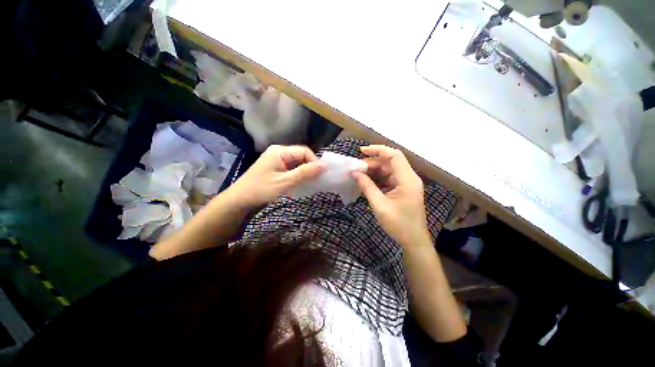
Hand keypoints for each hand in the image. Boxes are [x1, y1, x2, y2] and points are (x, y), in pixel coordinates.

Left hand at [227, 145, 324, 208]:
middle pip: (301, 156)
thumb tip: (324, 165)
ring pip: (297, 163)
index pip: (304, 151)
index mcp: (280, 151)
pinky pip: (292, 169)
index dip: (314, 161)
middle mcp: (279, 152)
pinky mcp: (276, 168)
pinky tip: (301, 184)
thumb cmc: (261, 189)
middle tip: (317, 180)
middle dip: (310, 168)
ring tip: (311, 183)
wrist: (239, 200)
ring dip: (305, 173)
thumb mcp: (285, 182)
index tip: (321, 175)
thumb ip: (305, 173)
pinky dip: (298, 176)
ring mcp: (277, 160)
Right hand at [352, 145, 429, 246]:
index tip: (361, 151)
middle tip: (356, 168)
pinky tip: (366, 182)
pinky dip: (377, 179)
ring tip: (358, 175)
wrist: (414, 241)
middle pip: (390, 162)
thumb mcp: (379, 205)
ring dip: (374, 171)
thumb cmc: (398, 224)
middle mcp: (409, 178)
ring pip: (388, 170)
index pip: (394, 155)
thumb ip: (367, 187)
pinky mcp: (403, 189)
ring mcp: (406, 183)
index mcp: (407, 180)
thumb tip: (354, 173)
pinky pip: (389, 179)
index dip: (378, 150)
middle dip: (372, 163)